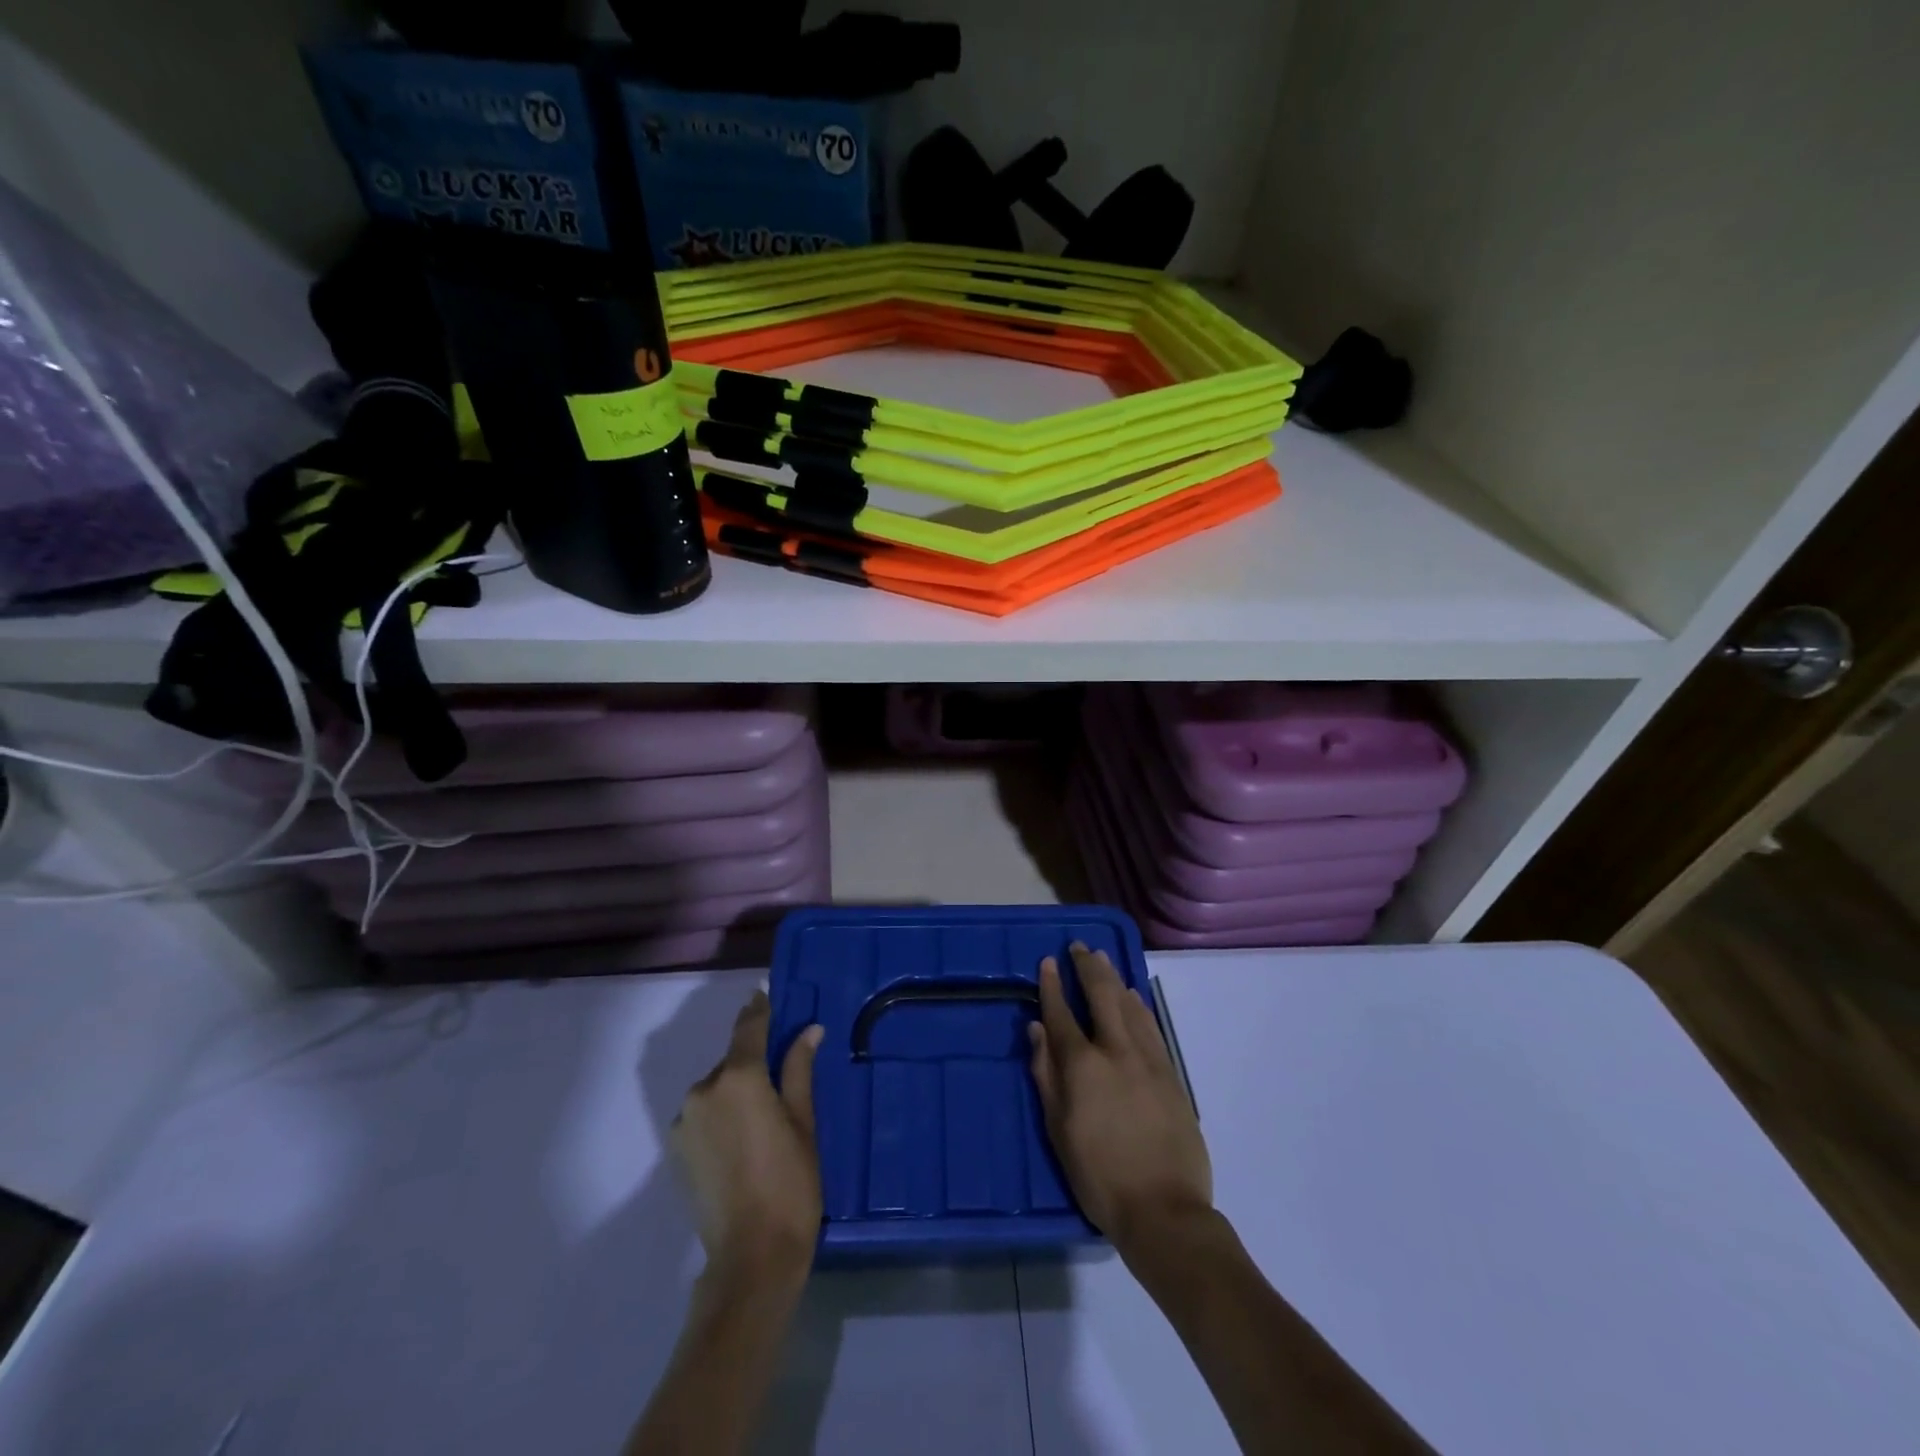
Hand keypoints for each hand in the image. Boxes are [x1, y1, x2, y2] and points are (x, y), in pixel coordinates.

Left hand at [671, 991, 824, 1283]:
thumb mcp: (804, 1122)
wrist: (750, 1258)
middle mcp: (704, 1090)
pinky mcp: (676, 1149)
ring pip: (717, 1089)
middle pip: (732, 1061)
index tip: (764, 993)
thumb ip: (799, 1070)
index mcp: (739, 1078)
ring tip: (763, 1122)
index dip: (759, 1009)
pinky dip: (721, 1116)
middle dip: (753, 1063)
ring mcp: (685, 1121)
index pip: (749, 1028)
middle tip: (780, 1082)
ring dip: (736, 1092)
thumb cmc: (791, 1184)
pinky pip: (704, 1115)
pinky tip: (742, 1143)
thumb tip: (809, 1030)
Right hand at [1028, 944, 1212, 1255]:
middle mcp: (1116, 1050)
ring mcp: (1148, 1059)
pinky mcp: (1171, 1072)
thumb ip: (1046, 1075)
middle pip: (1101, 995)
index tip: (1047, 962)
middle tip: (1078, 947)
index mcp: (1083, 1066)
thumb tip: (1037, 1029)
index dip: (1052, 985)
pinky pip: (1151, 1026)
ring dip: (1113, 978)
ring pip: (1129, 1004)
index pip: (1061, 1012)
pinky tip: (1133, 997)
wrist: (1165, 1210)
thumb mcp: (1059, 1131)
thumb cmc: (1100, 1177)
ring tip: (1102, 960)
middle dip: (1087, 967)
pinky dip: (1138, 1005)